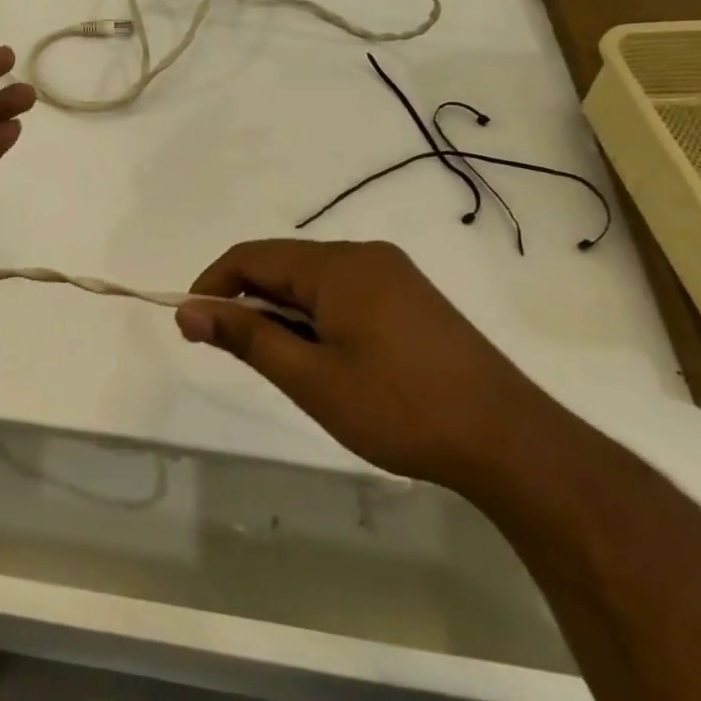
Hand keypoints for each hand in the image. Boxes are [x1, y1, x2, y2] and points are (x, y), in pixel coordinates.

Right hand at [175, 240, 564, 492]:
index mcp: (338, 265)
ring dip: (282, 311)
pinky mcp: (411, 298)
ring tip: (284, 363)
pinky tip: (325, 357)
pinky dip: (315, 316)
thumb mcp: (310, 378)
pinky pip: (342, 291)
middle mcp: (364, 255)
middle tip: (235, 352)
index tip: (192, 324)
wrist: (514, 445)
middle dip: (248, 301)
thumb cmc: (401, 409)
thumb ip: (245, 337)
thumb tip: (186, 311)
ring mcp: (393, 274)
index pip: (251, 256)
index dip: (212, 285)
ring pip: (311, 280)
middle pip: (281, 265)